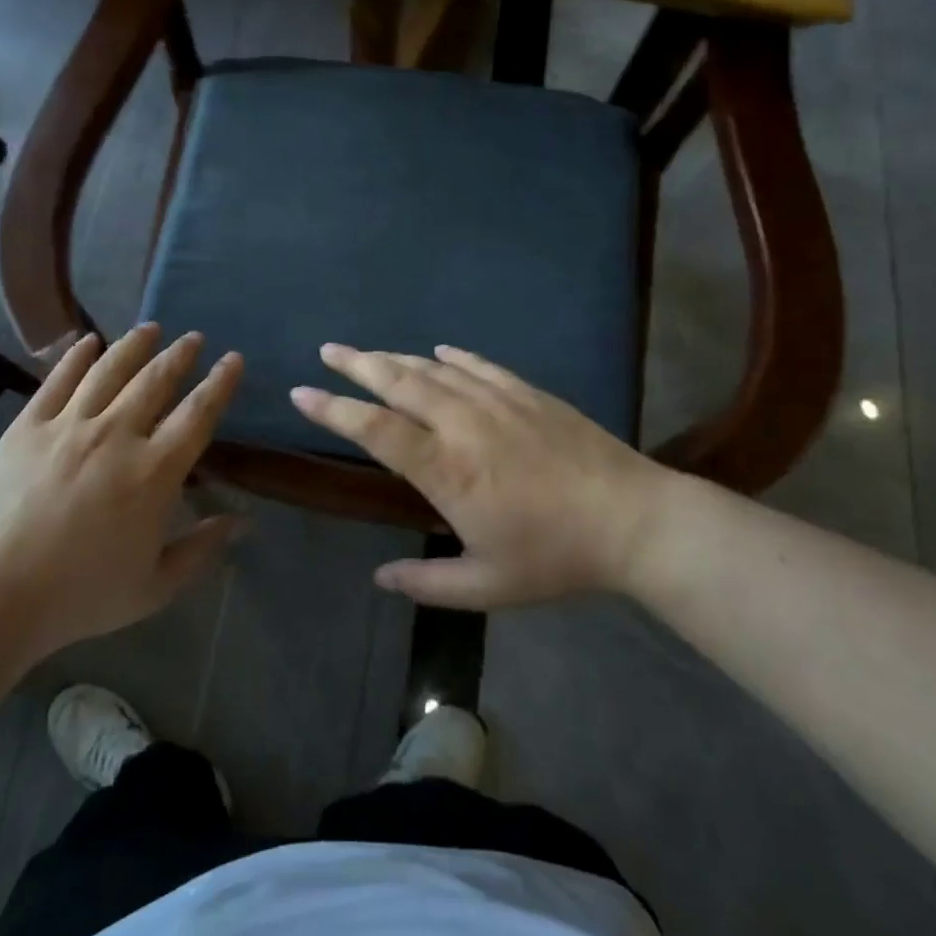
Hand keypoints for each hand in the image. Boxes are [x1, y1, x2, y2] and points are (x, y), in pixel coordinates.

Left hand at [0, 324, 243, 655]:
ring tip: (150, 328)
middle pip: (156, 381)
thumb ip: (201, 549)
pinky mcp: (28, 426)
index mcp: (154, 472)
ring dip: (135, 345)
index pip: (198, 414)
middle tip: (194, 337)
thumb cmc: (81, 596)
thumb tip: (244, 522)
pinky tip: (88, 341)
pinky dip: (76, 356)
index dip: (220, 383)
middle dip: (180, 355)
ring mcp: (69, 426)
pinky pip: (57, 380)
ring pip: (110, 370)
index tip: (233, 359)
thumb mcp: (155, 586)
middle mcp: (117, 435)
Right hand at [291, 343, 692, 608]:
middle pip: (399, 382)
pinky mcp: (527, 393)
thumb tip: (379, 578)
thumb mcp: (487, 586)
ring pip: (433, 369)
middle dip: (358, 364)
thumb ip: (428, 582)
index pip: (375, 429)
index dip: (335, 409)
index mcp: (446, 469)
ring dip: (396, 357)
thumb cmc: (555, 556)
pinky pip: (480, 366)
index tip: (303, 392)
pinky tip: (439, 351)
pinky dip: (453, 357)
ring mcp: (497, 402)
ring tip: (369, 352)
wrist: (632, 520)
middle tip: (328, 350)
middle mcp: (463, 424)